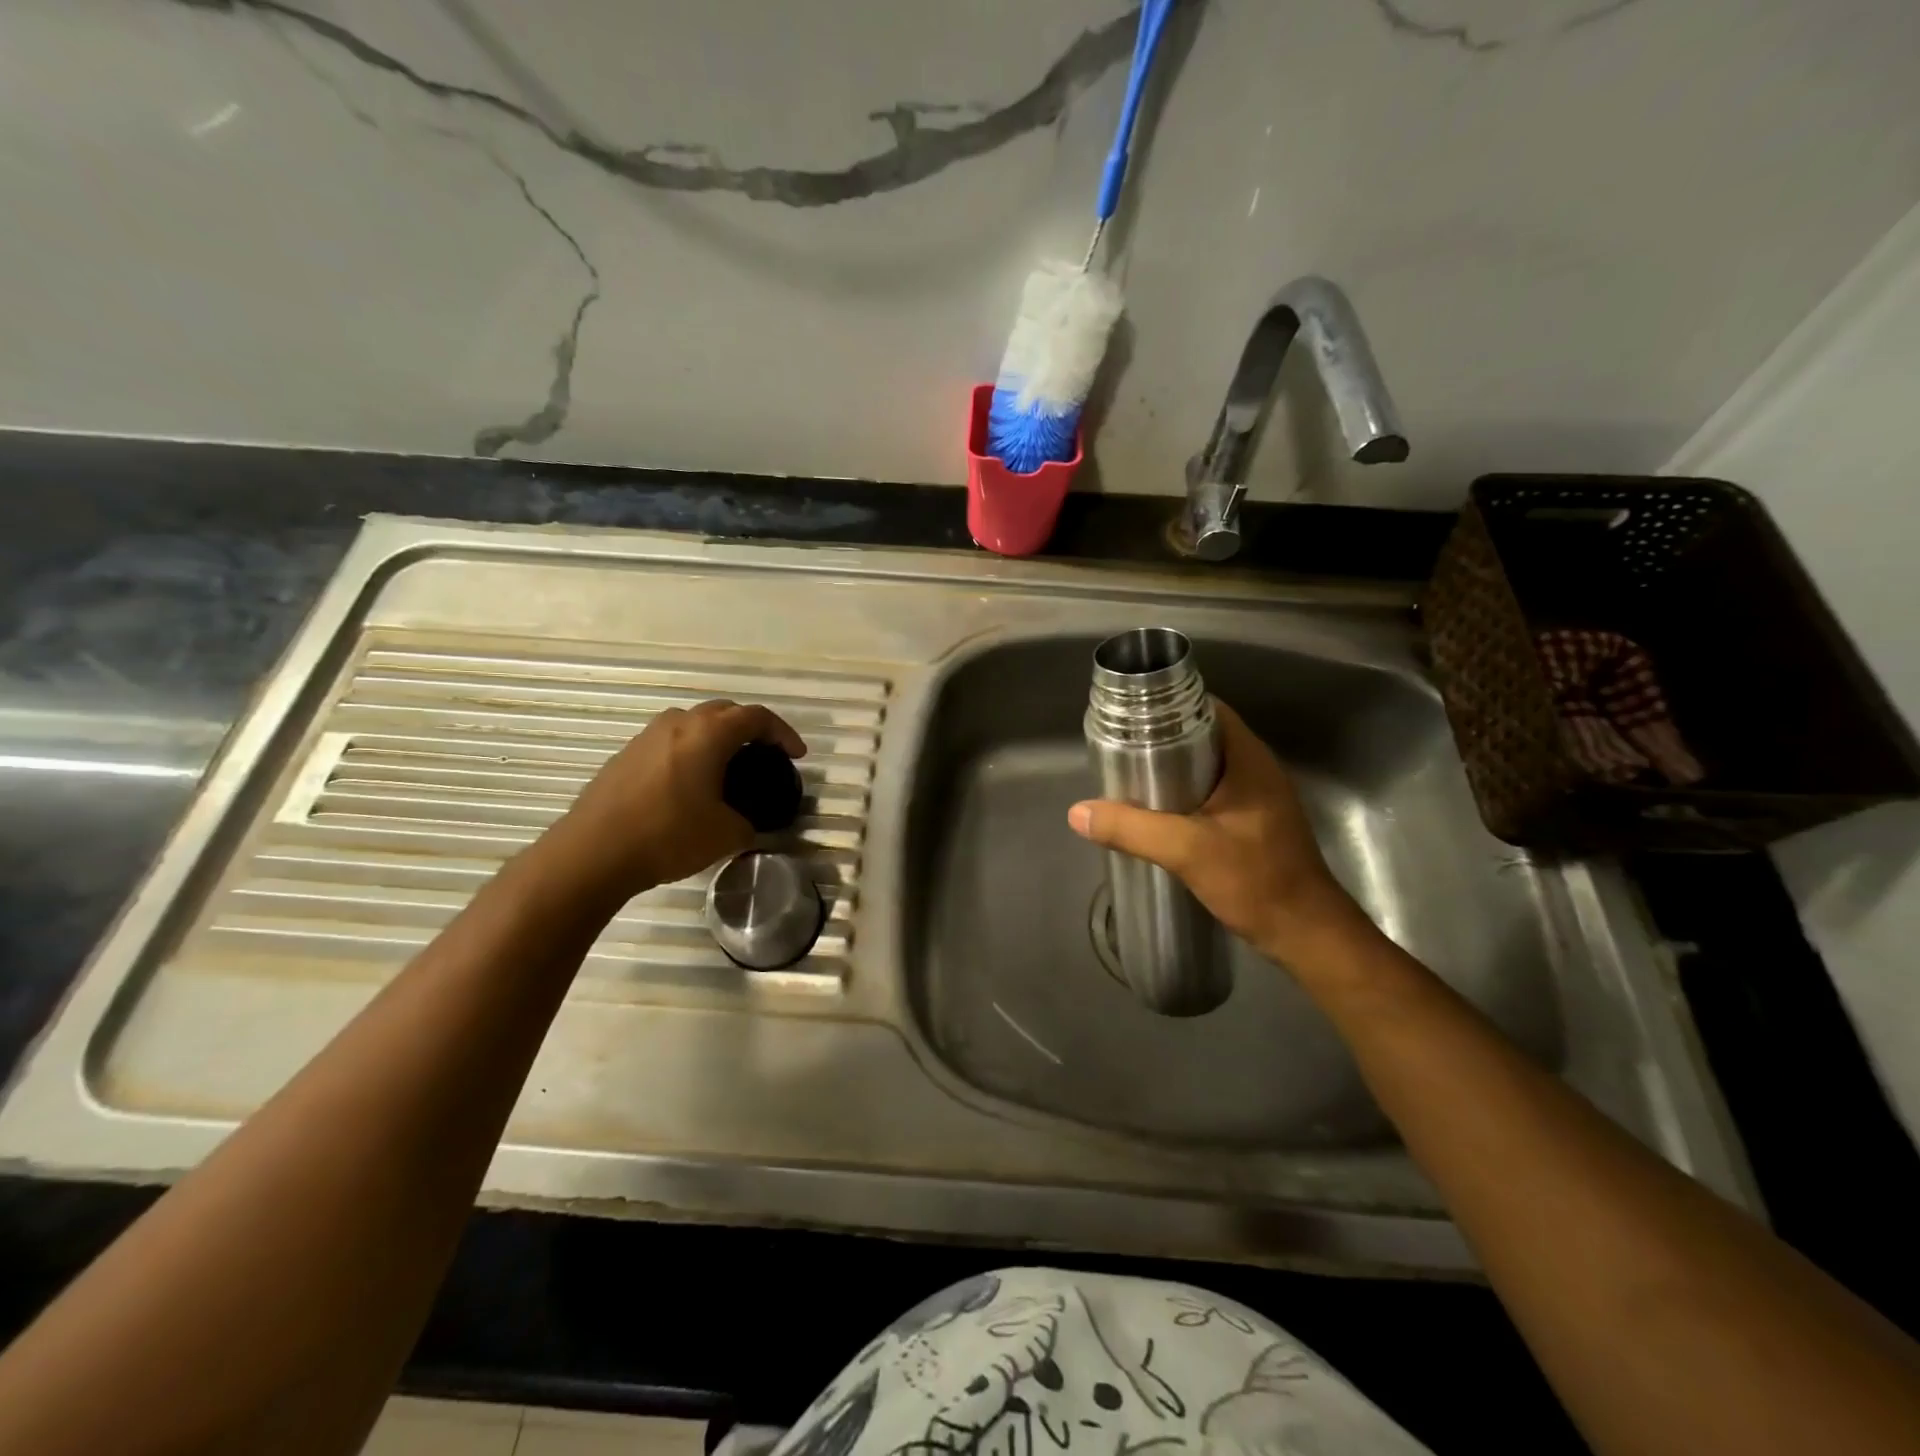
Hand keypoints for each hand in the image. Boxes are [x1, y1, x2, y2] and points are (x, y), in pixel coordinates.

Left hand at [539, 700, 806, 903]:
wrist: (592, 853)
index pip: (756, 717)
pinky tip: (689, 784)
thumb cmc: (668, 836)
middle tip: (764, 755)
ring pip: (693, 724)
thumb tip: (745, 821)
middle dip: (750, 729)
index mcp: (709, 734)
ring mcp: (646, 737)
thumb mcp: (726, 835)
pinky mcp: (625, 756)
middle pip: (724, 712)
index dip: (782, 733)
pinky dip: (690, 752)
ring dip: (716, 738)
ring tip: (727, 767)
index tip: (795, 755)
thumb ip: (748, 822)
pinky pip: (670, 742)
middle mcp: (678, 724)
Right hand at [1067, 699, 1367, 967]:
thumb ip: (1131, 829)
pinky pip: (1210, 794)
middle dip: (1160, 741)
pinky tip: (1155, 814)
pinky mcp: (1252, 823)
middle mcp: (1255, 769)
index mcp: (1248, 759)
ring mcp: (1256, 798)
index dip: (1168, 707)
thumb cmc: (1256, 880)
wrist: (1305, 934)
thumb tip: (1077, 812)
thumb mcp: (1186, 850)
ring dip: (1169, 771)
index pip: (1206, 710)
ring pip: (1205, 769)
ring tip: (1129, 780)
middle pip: (1201, 738)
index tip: (1130, 718)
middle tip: (1120, 752)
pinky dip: (1182, 796)